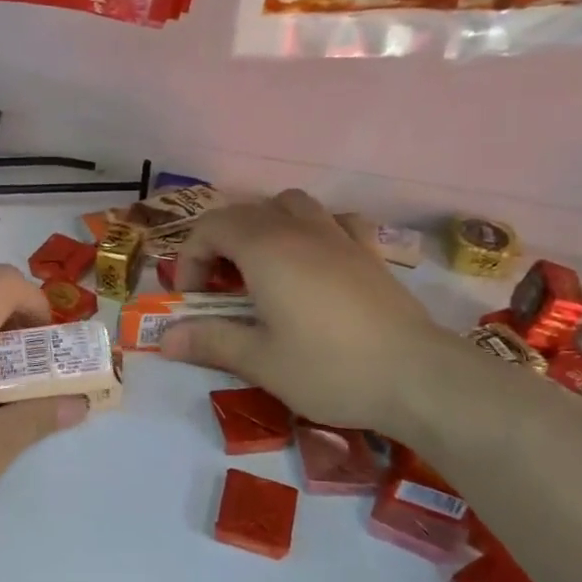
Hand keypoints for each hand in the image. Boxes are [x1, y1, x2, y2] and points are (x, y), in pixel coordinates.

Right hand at [162, 191, 454, 431]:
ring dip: (264, 225)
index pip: (210, 228)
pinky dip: (313, 229)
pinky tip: (315, 260)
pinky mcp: (369, 252)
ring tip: (262, 267)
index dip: (190, 259)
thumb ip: (210, 341)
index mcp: (265, 249)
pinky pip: (334, 221)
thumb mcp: (259, 361)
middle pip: (245, 212)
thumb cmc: (329, 368)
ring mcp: (339, 236)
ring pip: (290, 204)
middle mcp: (299, 230)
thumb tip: (164, 339)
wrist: (417, 377)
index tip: (193, 300)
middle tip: (219, 288)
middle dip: (220, 243)